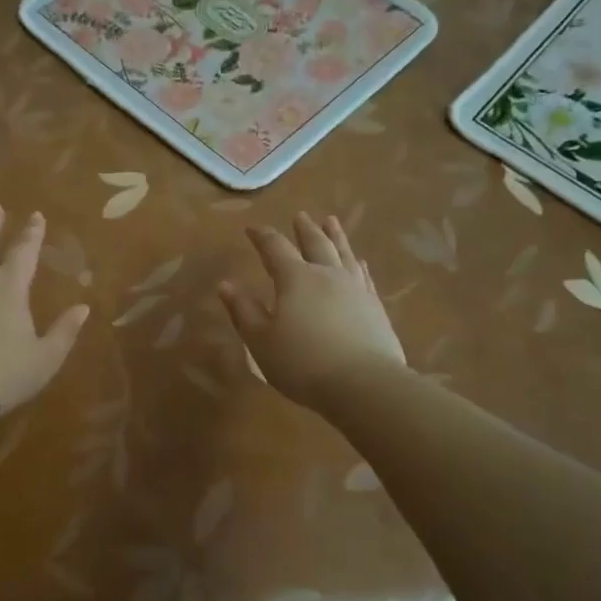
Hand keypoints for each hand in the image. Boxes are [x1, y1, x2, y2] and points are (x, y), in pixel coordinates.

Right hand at [218, 212, 405, 408]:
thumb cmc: (303, 363)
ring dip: (336, 236)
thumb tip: (225, 284)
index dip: (262, 237)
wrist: (364, 384)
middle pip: (315, 243)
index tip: (252, 229)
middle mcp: (327, 275)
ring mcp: (355, 289)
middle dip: (304, 229)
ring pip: (344, 253)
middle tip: (300, 216)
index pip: (275, 248)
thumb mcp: (261, 341)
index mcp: (295, 279)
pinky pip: (364, 276)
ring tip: (332, 222)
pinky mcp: (375, 307)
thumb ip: (243, 311)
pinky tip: (360, 262)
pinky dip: (358, 264)